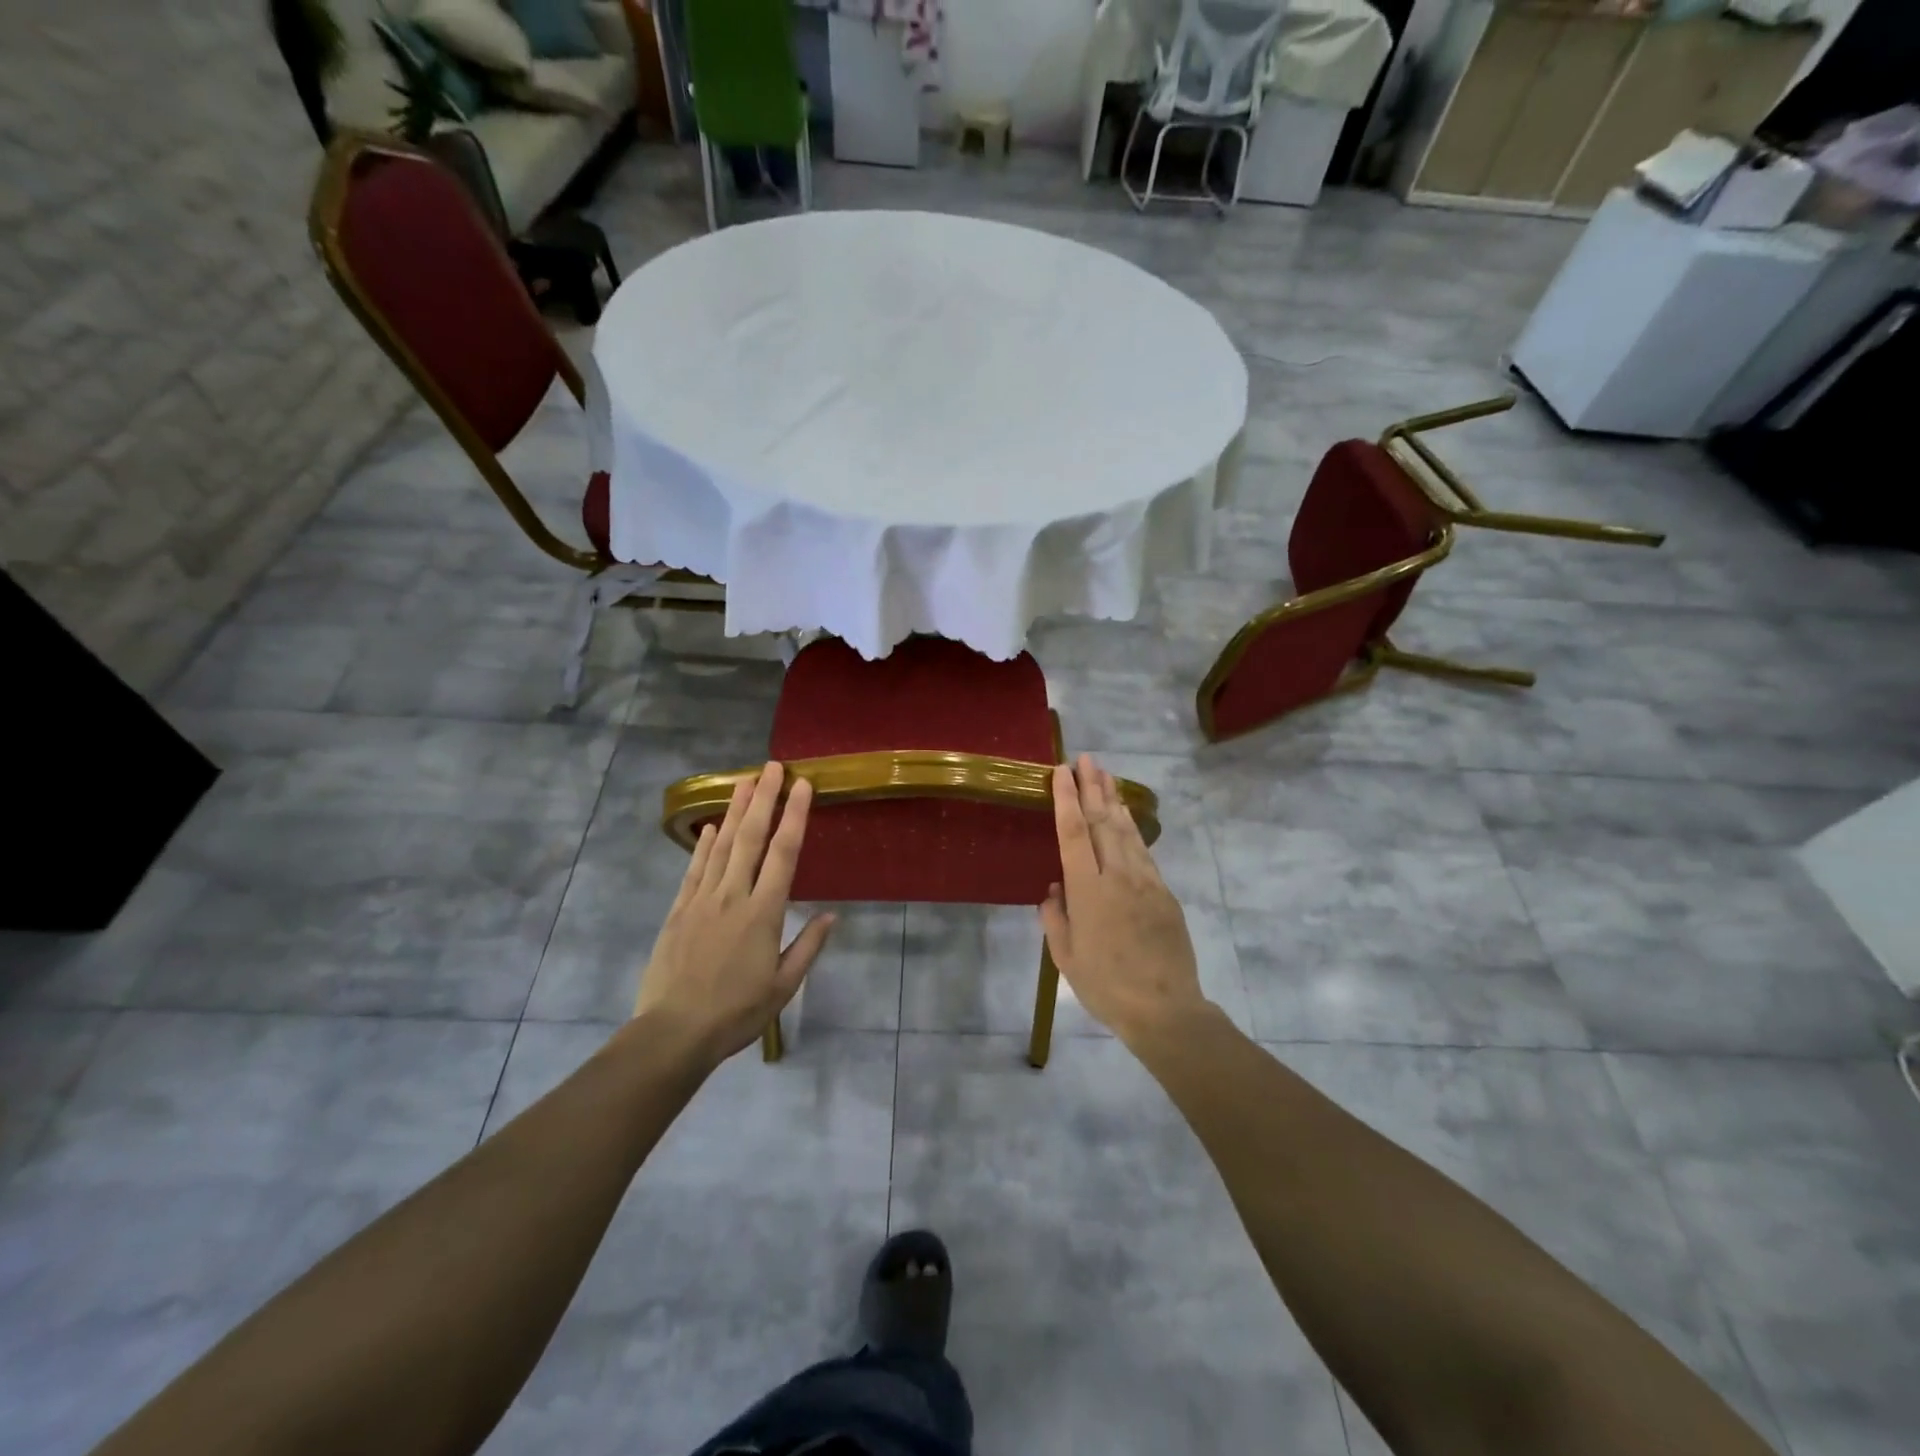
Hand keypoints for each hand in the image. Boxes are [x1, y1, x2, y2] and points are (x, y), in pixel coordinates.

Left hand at [635, 762, 834, 1063]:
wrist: (674, 1032)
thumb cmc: (737, 1012)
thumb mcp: (783, 987)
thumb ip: (808, 947)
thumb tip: (832, 916)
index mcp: (764, 913)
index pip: (784, 853)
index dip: (795, 815)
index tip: (803, 786)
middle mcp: (733, 896)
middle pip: (751, 838)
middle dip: (764, 798)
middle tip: (773, 766)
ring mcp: (702, 900)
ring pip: (722, 846)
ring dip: (735, 811)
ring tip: (745, 781)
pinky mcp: (678, 911)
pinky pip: (695, 870)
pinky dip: (704, 845)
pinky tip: (712, 826)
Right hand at [1039, 755, 1210, 1045]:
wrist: (1165, 1008)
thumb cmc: (1105, 986)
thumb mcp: (1065, 957)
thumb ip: (1055, 917)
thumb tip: (1054, 890)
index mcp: (1088, 889)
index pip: (1074, 832)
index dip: (1066, 798)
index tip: (1061, 772)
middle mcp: (1117, 875)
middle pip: (1103, 821)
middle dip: (1093, 786)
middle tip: (1086, 759)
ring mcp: (1146, 881)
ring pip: (1127, 831)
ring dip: (1114, 800)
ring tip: (1106, 776)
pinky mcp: (1165, 893)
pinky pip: (1143, 852)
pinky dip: (1132, 829)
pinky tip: (1126, 820)